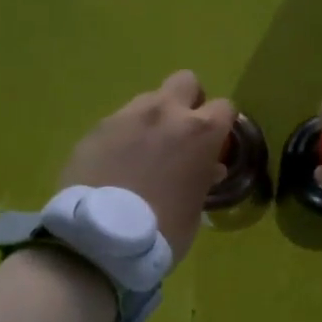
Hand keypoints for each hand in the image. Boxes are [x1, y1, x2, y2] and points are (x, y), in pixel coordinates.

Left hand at [59, 70, 235, 262]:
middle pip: (186, 81)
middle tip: (181, 133)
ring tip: (144, 151)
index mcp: (200, 132)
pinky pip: (119, 121)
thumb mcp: (195, 209)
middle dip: (188, 101)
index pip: (225, 107)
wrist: (98, 239)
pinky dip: (124, 135)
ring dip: (153, 118)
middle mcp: (165, 112)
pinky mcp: (96, 128)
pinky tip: (116, 163)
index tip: (214, 144)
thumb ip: (203, 179)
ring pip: (149, 98)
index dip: (221, 125)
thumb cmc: (162, 230)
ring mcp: (127, 116)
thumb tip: (208, 167)